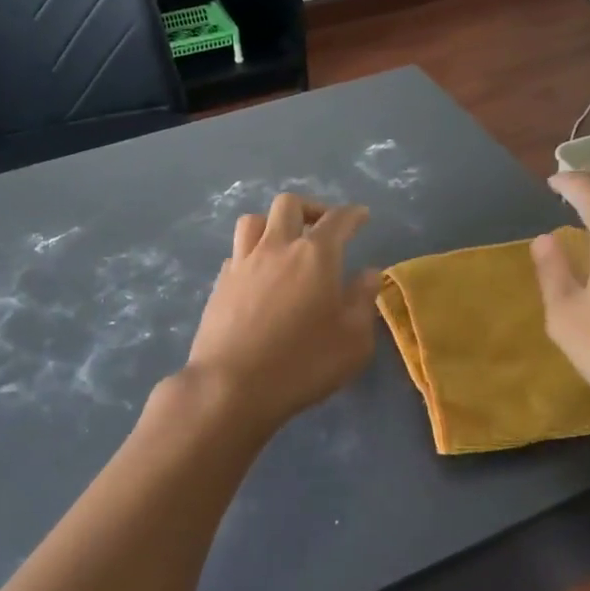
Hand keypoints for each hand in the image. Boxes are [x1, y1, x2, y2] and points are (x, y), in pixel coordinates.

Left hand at [173, 194, 382, 439]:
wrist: (231, 386)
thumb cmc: (302, 363)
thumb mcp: (353, 340)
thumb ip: (363, 300)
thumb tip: (369, 273)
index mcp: (316, 255)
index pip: (338, 219)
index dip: (352, 214)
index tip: (361, 215)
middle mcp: (277, 247)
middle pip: (290, 204)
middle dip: (311, 208)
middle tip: (323, 227)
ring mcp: (243, 263)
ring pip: (254, 220)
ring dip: (273, 223)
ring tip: (285, 243)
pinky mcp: (220, 283)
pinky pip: (237, 251)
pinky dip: (252, 253)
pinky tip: (259, 274)